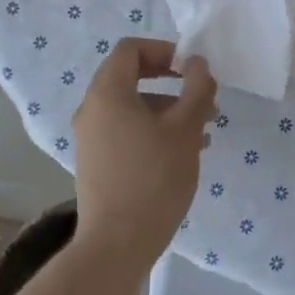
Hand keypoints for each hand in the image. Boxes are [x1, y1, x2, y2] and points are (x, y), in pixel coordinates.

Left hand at [71, 38, 216, 267]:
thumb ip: (196, 88)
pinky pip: (125, 130)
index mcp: (107, 93)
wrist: (117, 244)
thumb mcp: (186, 129)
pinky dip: (153, 130)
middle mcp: (92, 110)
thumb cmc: (154, 178)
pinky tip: (183, 153)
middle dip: (171, 83)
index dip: (164, 50)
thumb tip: (197, 64)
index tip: (192, 69)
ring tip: (203, 132)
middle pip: (131, 77)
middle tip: (203, 98)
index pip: (131, 50)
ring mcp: (91, 138)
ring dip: (168, 109)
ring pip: (132, 107)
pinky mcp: (95, 162)